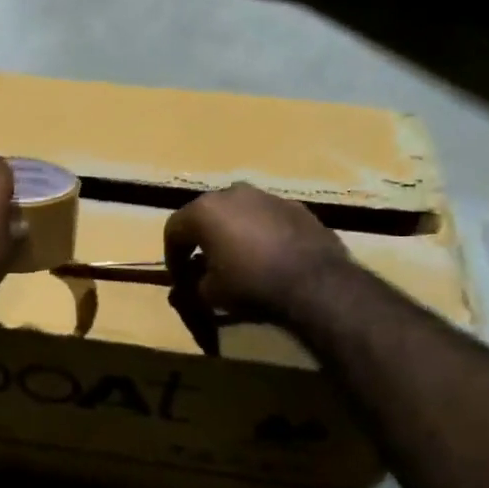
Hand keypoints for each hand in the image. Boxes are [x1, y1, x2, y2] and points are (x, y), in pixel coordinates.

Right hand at [164, 183, 347, 326]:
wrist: (316, 283)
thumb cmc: (251, 284)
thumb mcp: (210, 294)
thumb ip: (193, 285)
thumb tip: (192, 284)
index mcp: (204, 210)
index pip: (174, 230)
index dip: (172, 256)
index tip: (179, 279)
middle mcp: (232, 193)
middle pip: (206, 216)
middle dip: (202, 240)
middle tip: (204, 266)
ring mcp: (267, 197)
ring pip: (238, 213)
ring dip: (232, 233)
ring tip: (239, 261)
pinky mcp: (296, 207)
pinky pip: (267, 219)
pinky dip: (261, 234)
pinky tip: (269, 258)